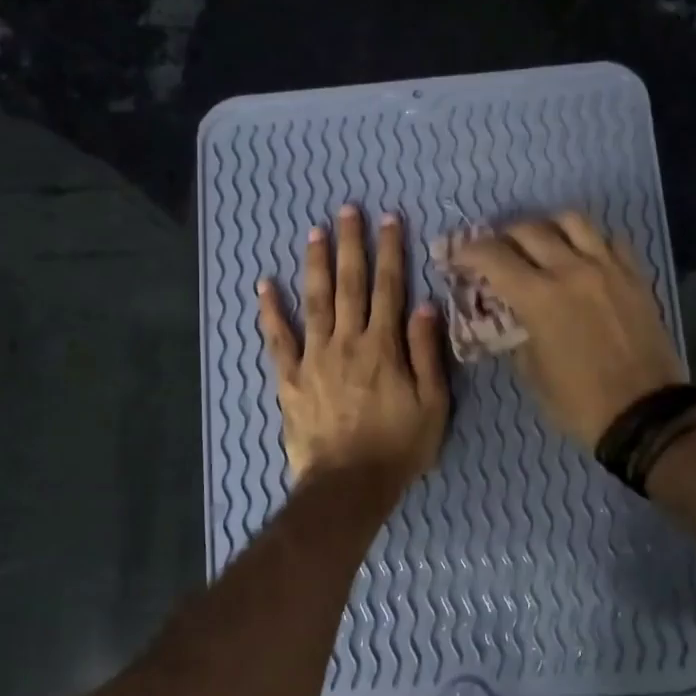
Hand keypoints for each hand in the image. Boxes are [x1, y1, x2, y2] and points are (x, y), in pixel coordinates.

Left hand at [257, 205, 449, 485]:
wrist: (349, 485)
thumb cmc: (398, 447)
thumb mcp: (432, 403)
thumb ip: (427, 352)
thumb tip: (425, 305)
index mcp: (383, 346)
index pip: (388, 288)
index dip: (389, 252)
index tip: (388, 220)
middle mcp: (347, 341)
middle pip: (349, 284)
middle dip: (350, 245)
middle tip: (347, 210)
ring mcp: (314, 357)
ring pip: (314, 301)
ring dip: (315, 265)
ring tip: (314, 232)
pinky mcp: (289, 378)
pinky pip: (278, 340)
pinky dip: (270, 312)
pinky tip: (263, 286)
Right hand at [450, 213, 684, 447]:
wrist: (644, 414)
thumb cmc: (578, 401)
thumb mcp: (531, 371)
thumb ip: (516, 331)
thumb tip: (512, 313)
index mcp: (539, 297)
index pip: (492, 256)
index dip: (468, 251)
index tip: (459, 258)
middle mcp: (571, 270)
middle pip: (528, 229)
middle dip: (502, 237)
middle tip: (496, 252)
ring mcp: (607, 268)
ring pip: (571, 220)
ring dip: (546, 226)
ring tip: (540, 242)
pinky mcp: (635, 275)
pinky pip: (608, 239)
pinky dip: (587, 240)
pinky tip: (580, 256)